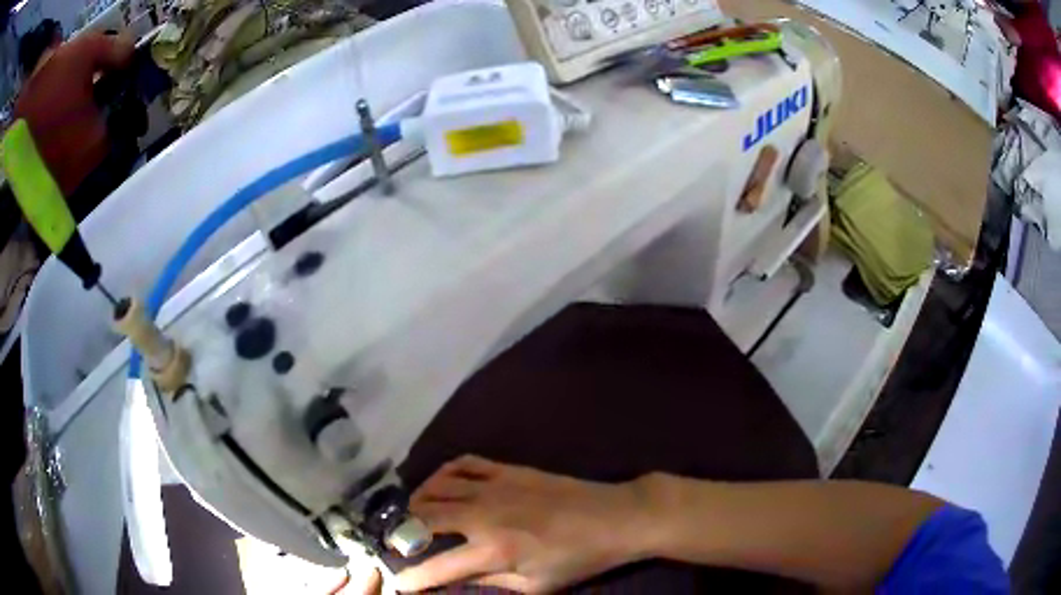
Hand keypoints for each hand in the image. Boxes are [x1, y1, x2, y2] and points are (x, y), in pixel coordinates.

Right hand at [394, 456, 653, 592]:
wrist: (615, 518)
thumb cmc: (578, 559)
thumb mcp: (536, 585)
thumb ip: (489, 581)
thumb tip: (454, 580)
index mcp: (494, 551)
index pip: (437, 568)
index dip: (412, 578)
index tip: (397, 583)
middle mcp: (484, 515)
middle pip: (424, 518)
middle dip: (402, 533)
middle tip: (398, 544)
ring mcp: (493, 487)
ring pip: (435, 487)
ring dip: (416, 502)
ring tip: (413, 517)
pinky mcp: (506, 469)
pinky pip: (462, 464)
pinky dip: (442, 474)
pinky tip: (440, 486)